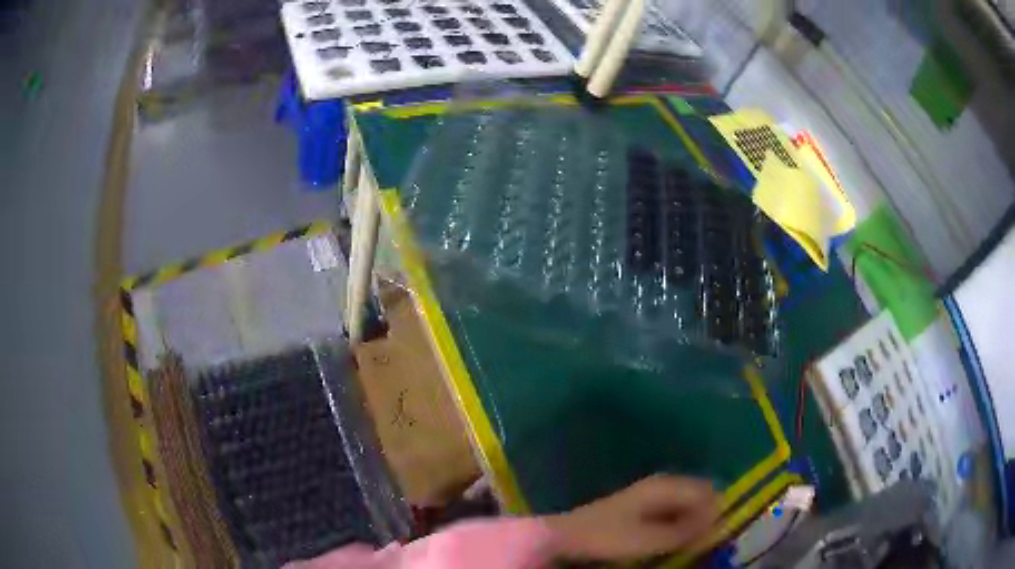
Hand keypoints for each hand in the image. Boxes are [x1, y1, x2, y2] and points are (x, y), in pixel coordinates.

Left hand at [544, 475, 719, 560]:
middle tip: (702, 540)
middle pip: (699, 495)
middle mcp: (663, 484)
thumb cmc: (608, 535)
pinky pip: (674, 512)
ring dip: (692, 521)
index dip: (714, 512)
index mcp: (665, 486)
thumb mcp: (647, 539)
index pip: (706, 491)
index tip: (712, 535)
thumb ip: (682, 533)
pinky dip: (679, 524)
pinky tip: (673, 539)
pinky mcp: (644, 508)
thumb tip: (714, 527)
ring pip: (687, 504)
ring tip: (689, 542)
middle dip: (705, 516)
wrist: (569, 535)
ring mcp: (653, 495)